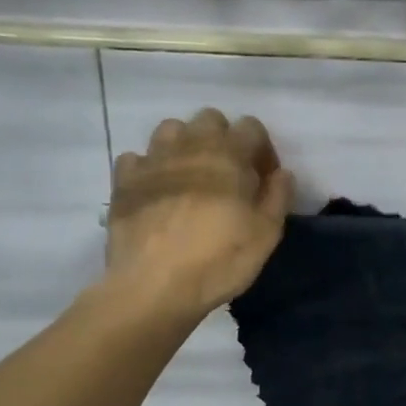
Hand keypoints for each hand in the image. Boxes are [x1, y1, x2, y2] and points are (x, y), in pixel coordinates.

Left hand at [105, 108, 292, 322]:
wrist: (153, 285)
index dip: (262, 150)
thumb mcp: (266, 234)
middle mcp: (189, 146)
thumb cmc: (220, 259)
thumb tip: (282, 174)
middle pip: (210, 119)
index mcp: (228, 154)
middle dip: (224, 140)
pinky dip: (150, 168)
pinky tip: (157, 191)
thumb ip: (278, 197)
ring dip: (186, 145)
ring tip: (192, 178)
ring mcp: (152, 160)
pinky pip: (138, 158)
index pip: (252, 127)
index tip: (264, 180)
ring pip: (171, 130)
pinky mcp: (124, 181)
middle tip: (229, 176)